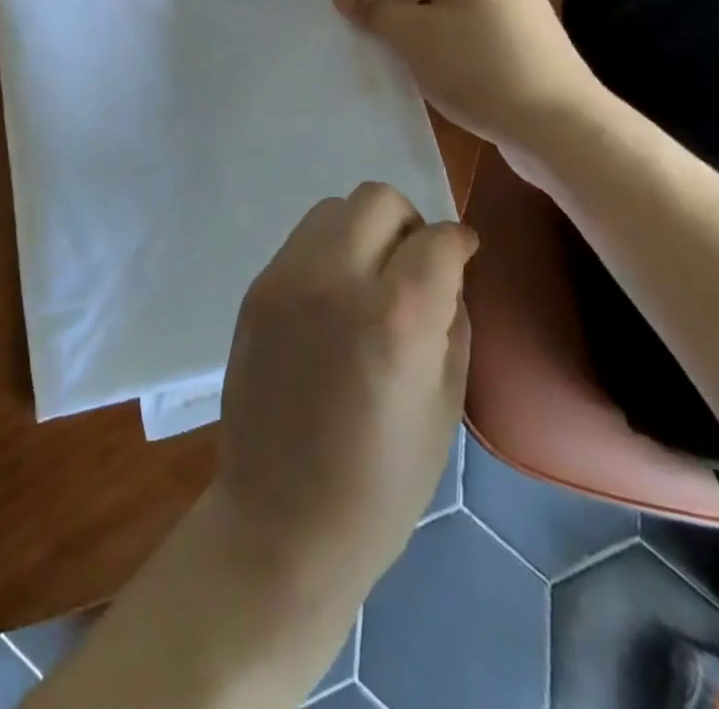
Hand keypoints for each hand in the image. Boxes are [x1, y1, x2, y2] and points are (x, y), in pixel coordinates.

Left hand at [213, 183, 475, 600]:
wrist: (280, 518)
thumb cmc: (381, 482)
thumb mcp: (444, 404)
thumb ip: (451, 318)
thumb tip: (447, 269)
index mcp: (395, 317)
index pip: (436, 238)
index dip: (458, 242)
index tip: (462, 256)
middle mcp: (335, 278)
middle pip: (377, 199)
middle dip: (408, 222)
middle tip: (415, 265)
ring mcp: (286, 278)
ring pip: (333, 209)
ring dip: (363, 230)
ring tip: (370, 279)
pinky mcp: (256, 288)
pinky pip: (302, 241)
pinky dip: (328, 252)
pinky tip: (333, 299)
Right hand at [333, 0, 605, 153]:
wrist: (558, 123)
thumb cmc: (477, 67)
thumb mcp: (412, 36)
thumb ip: (374, 8)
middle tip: (371, 24)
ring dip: (416, 12)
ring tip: (398, 47)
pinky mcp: (524, 31)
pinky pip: (471, 16)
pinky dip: (444, 29)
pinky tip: (434, 64)